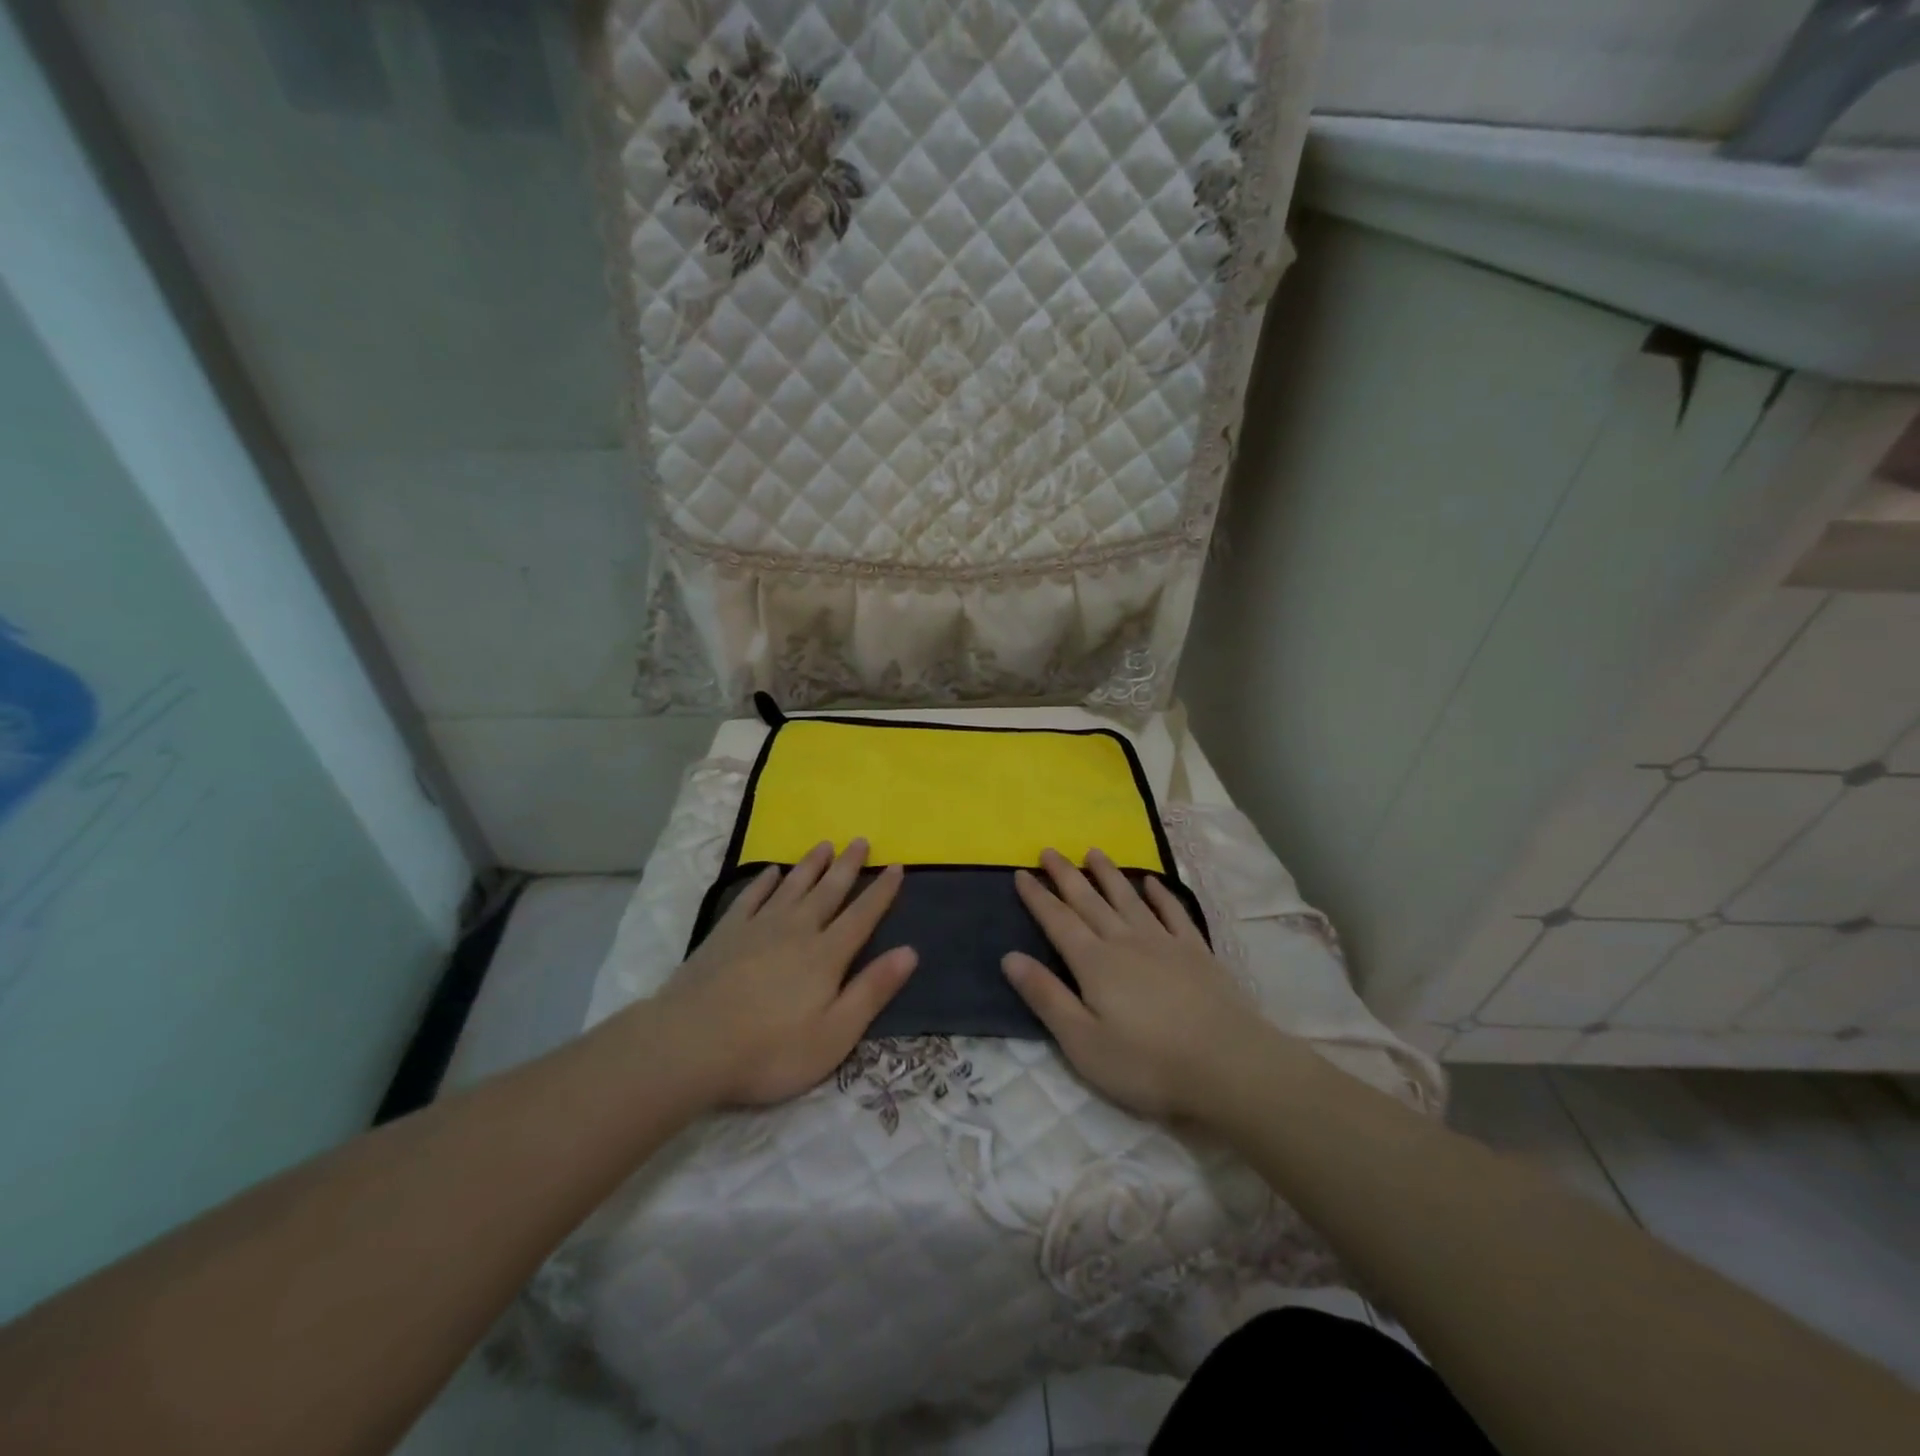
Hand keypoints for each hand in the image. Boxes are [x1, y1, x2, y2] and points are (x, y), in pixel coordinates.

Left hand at [651, 839, 916, 1107]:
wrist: (690, 1045)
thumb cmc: (770, 1050)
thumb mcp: (834, 1035)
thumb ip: (872, 991)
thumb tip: (910, 952)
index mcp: (826, 955)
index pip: (862, 915)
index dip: (881, 892)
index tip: (896, 866)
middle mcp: (797, 930)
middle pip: (828, 891)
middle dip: (847, 866)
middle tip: (861, 840)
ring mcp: (758, 928)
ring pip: (792, 886)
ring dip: (810, 865)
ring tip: (824, 844)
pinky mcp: (726, 933)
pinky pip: (751, 897)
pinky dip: (764, 882)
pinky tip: (771, 872)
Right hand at [1002, 848, 1283, 1123]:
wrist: (1229, 1065)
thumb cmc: (1148, 1063)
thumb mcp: (1083, 1042)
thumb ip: (1047, 997)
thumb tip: (1010, 957)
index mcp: (1094, 963)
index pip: (1058, 921)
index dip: (1038, 897)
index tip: (1020, 872)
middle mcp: (1125, 941)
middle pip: (1090, 901)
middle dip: (1066, 875)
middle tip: (1049, 850)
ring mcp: (1164, 942)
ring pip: (1128, 898)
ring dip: (1108, 874)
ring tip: (1093, 852)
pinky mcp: (1196, 951)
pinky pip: (1173, 912)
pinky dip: (1160, 894)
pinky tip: (1152, 881)